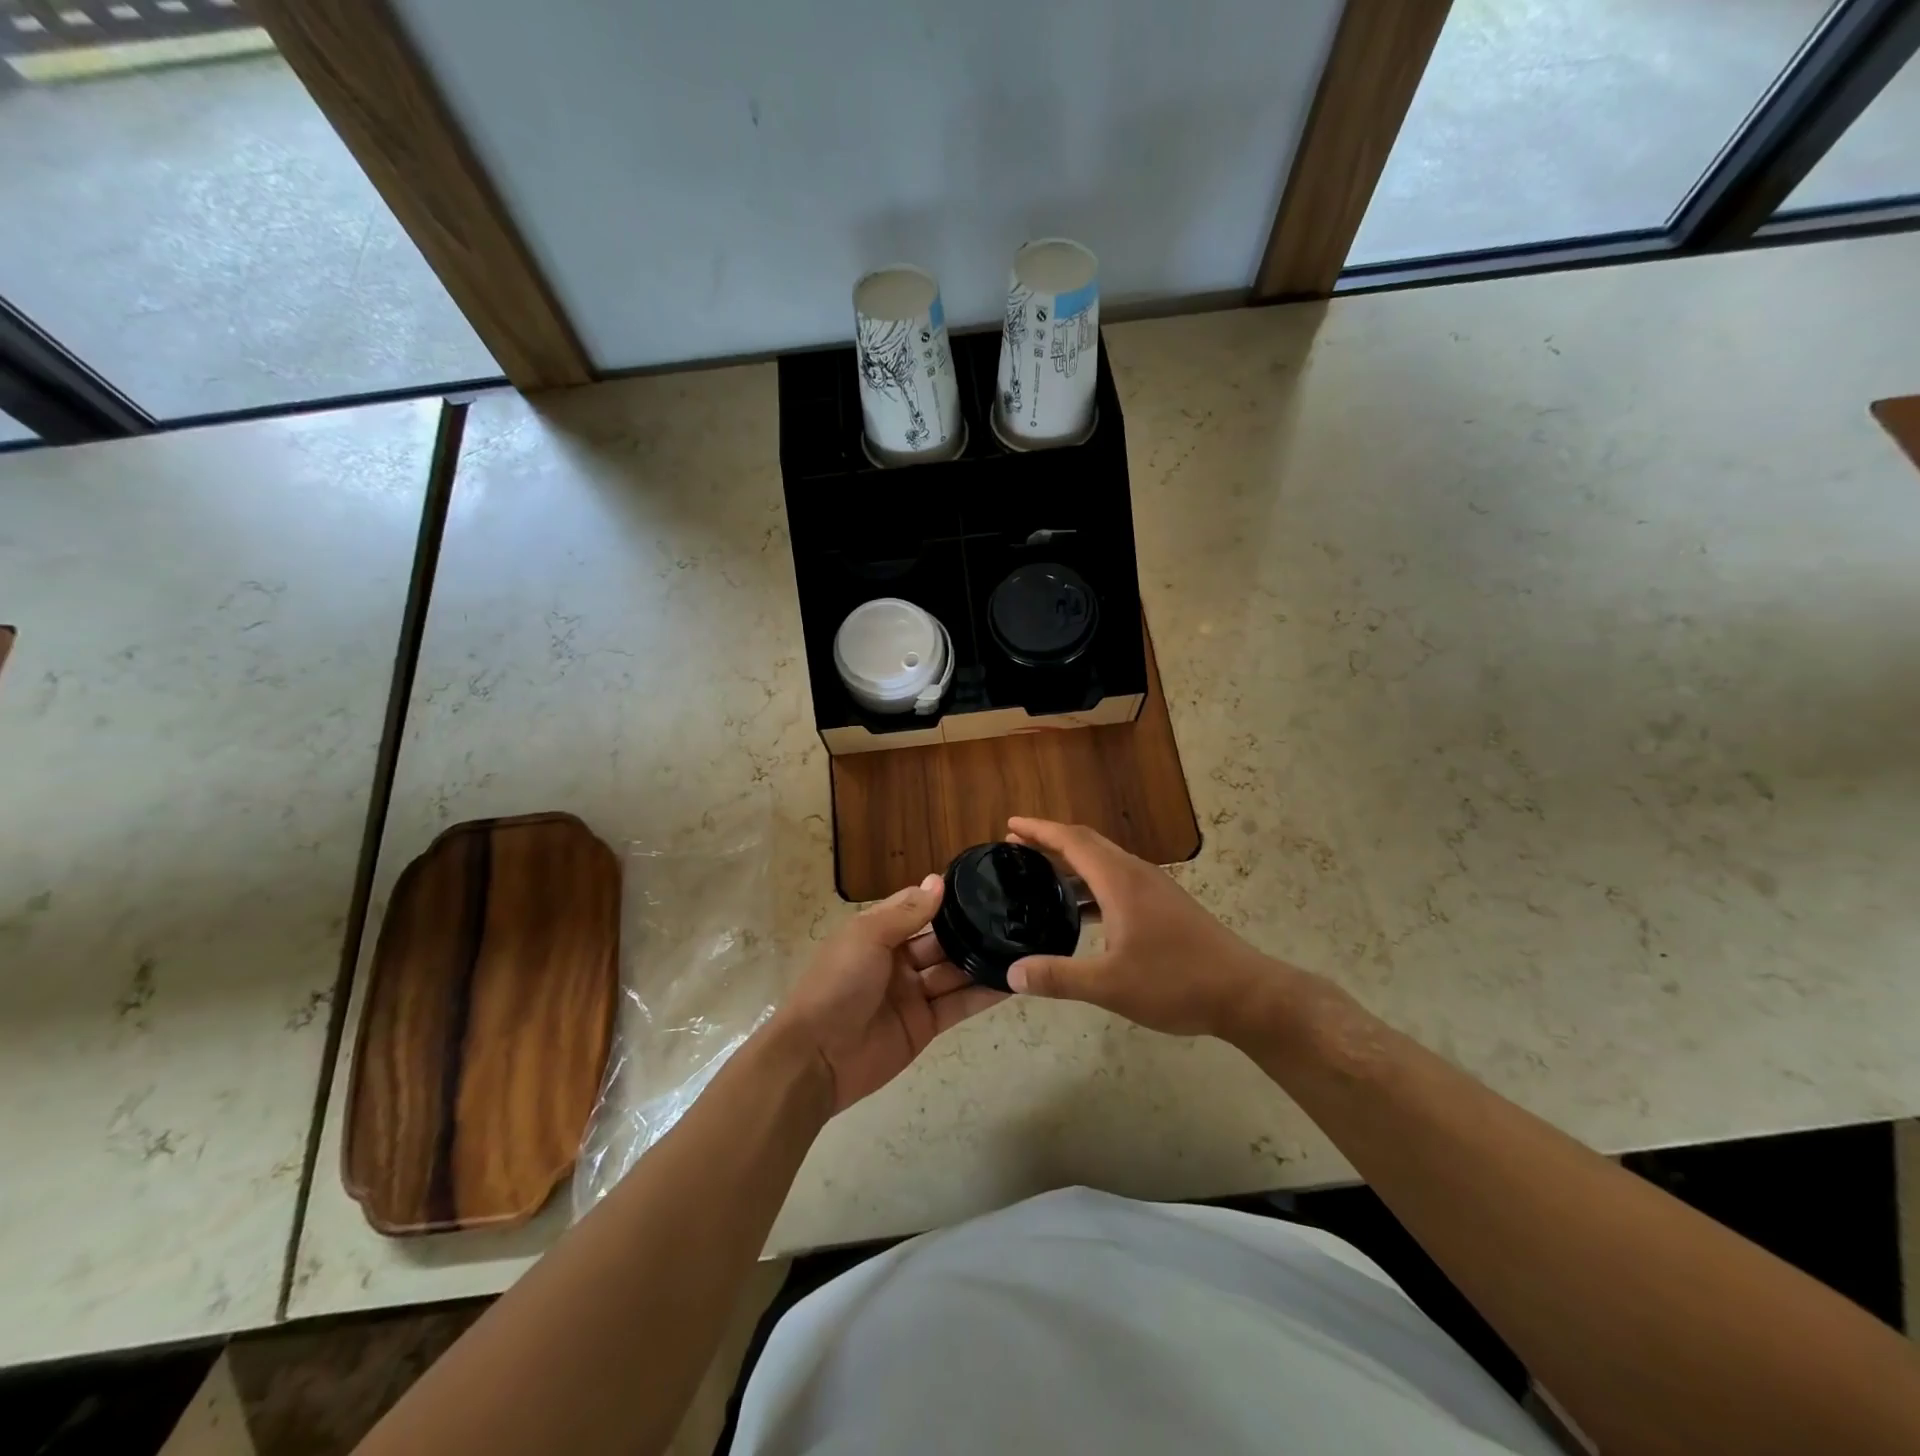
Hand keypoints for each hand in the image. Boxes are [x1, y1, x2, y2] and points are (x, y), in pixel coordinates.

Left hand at [774, 874, 1005, 1113]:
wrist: (817, 1057)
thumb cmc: (838, 983)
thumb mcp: (867, 937)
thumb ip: (906, 912)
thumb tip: (938, 880)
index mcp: (878, 933)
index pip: (917, 908)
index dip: (944, 899)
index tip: (983, 885)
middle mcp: (898, 960)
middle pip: (941, 941)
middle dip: (970, 930)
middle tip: (1013, 917)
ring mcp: (913, 994)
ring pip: (954, 972)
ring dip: (982, 960)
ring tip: (1022, 945)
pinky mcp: (925, 1025)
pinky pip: (959, 1005)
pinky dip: (983, 995)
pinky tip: (1012, 982)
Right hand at [1005, 818, 1297, 1039]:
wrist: (1245, 994)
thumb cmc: (1176, 982)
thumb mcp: (1110, 985)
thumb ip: (1058, 977)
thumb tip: (1011, 973)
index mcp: (1120, 881)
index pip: (1072, 841)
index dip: (1039, 830)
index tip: (1010, 826)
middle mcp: (1136, 874)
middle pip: (1087, 844)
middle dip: (1050, 841)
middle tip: (1016, 849)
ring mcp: (1154, 889)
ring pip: (1104, 862)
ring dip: (1071, 863)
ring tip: (1040, 875)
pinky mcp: (1165, 905)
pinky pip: (1117, 880)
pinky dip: (1091, 884)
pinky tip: (1081, 910)